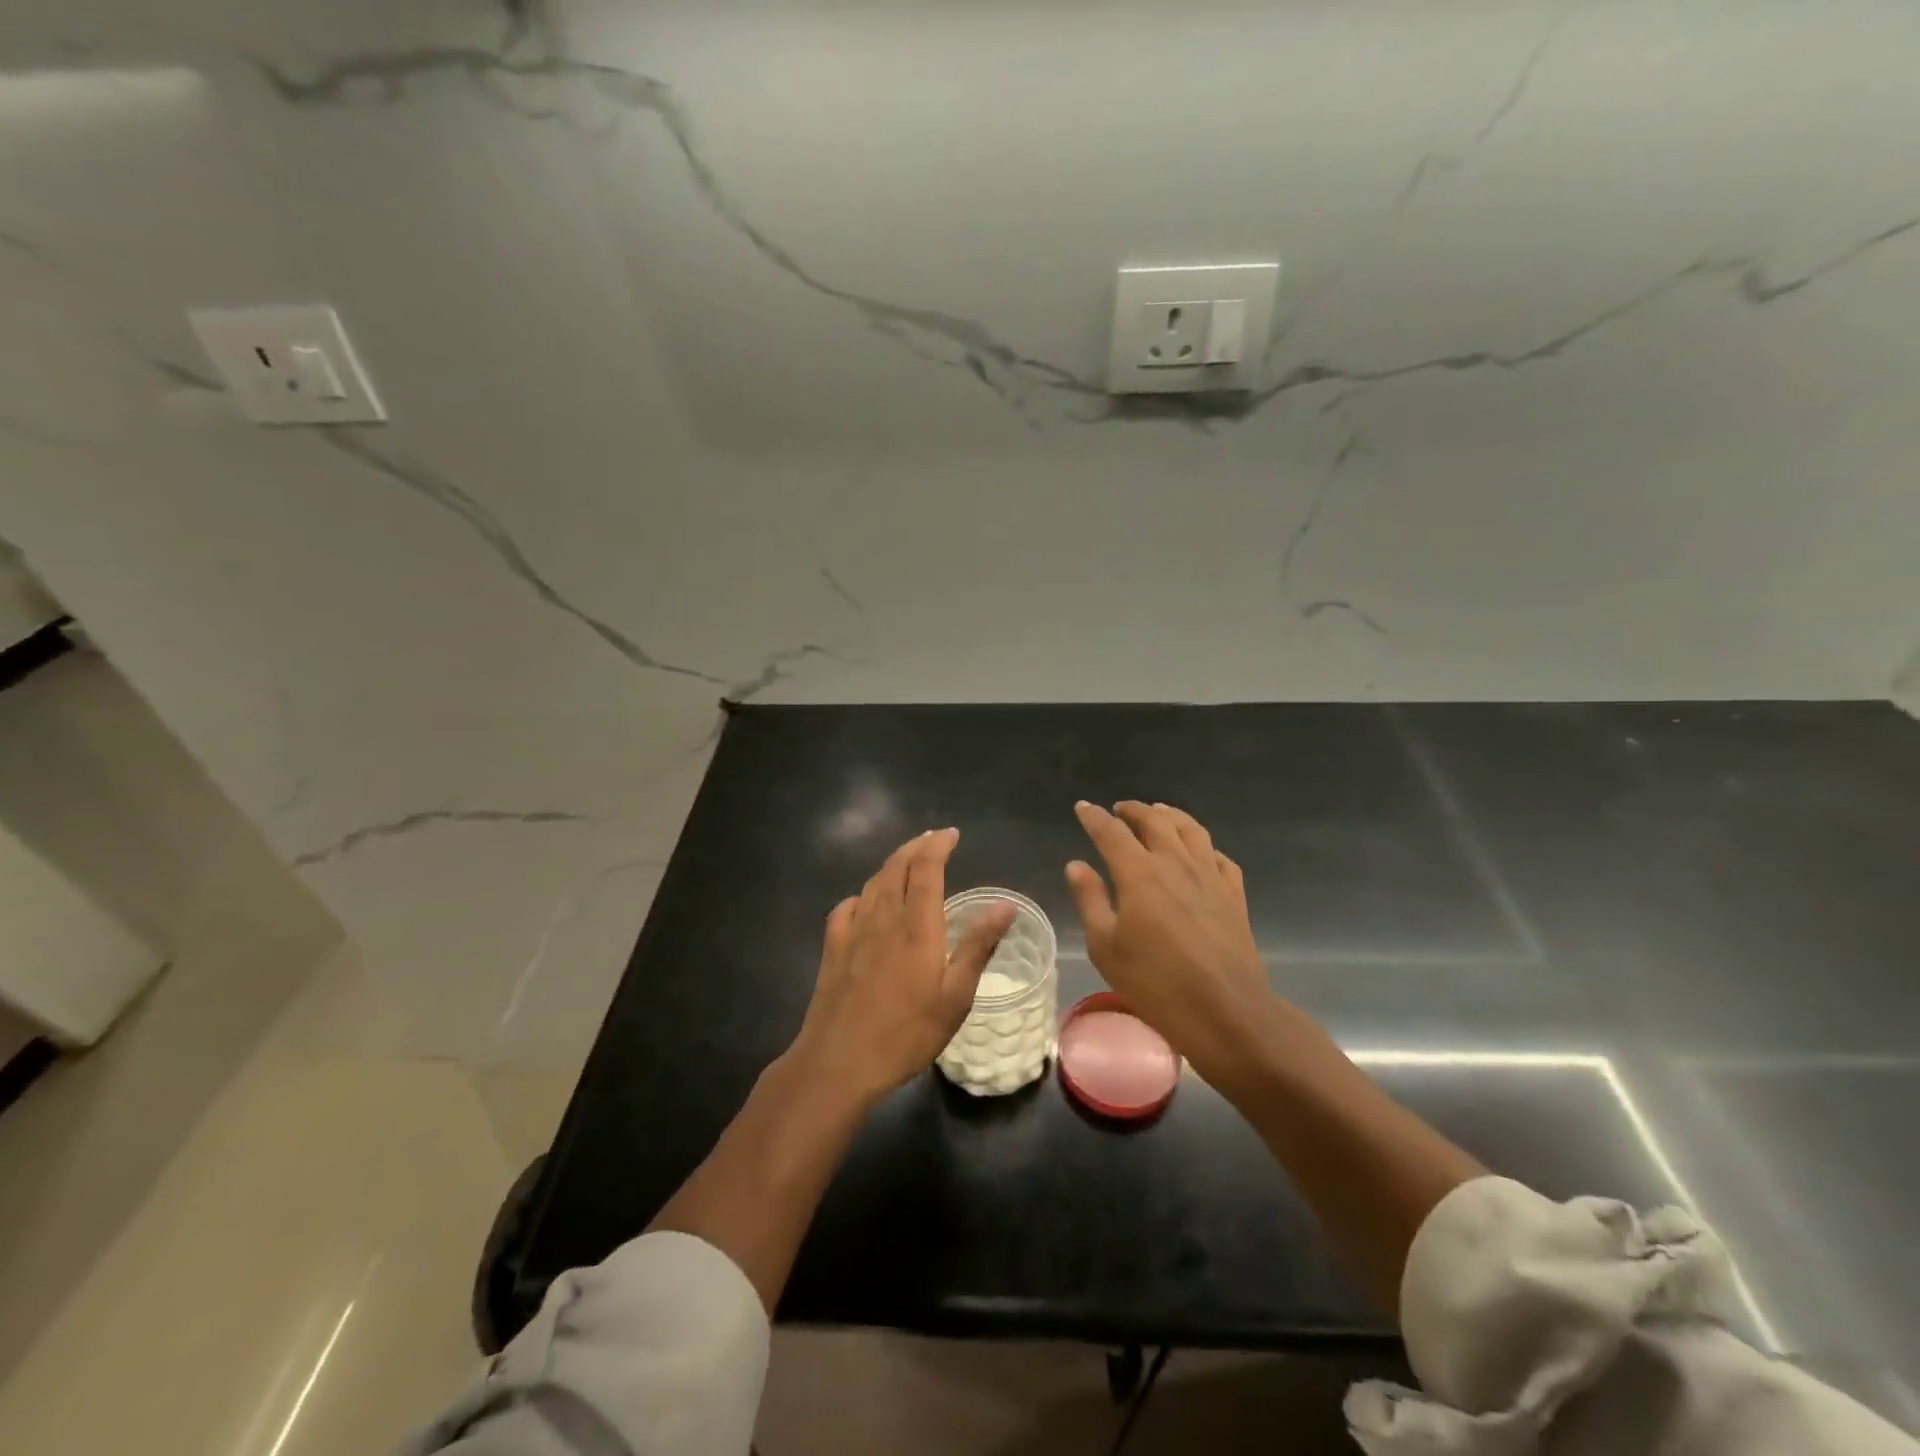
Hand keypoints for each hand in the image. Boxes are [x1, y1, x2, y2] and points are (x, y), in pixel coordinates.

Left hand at [789, 827, 1015, 1106]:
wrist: (839, 1061)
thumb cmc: (906, 1033)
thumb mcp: (955, 996)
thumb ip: (977, 946)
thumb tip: (1004, 905)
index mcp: (916, 926)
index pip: (926, 868)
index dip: (938, 845)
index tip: (951, 834)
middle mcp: (884, 918)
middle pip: (897, 867)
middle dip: (916, 847)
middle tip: (932, 839)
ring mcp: (853, 931)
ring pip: (873, 883)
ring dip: (892, 865)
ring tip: (906, 862)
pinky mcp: (833, 948)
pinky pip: (847, 907)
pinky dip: (863, 895)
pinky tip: (866, 903)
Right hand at [1065, 801, 1283, 1085]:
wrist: (1225, 1011)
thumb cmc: (1155, 982)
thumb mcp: (1106, 947)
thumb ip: (1090, 900)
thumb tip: (1076, 865)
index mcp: (1139, 873)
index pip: (1111, 833)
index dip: (1094, 817)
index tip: (1083, 807)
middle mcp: (1175, 863)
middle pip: (1155, 821)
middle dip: (1134, 810)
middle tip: (1119, 809)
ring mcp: (1210, 876)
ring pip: (1190, 830)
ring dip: (1170, 816)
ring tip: (1159, 812)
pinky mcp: (1234, 895)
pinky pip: (1219, 856)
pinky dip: (1204, 846)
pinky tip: (1199, 852)